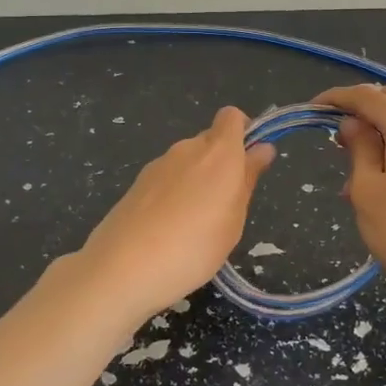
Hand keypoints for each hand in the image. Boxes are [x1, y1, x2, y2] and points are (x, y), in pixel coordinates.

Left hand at [69, 106, 274, 319]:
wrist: (123, 268)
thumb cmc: (194, 247)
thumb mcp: (234, 218)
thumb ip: (247, 178)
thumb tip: (262, 147)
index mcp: (218, 152)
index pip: (232, 117)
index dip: (244, 132)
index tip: (250, 162)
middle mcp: (187, 148)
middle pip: (210, 140)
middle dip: (222, 163)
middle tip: (226, 205)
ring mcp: (158, 164)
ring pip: (187, 161)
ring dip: (197, 180)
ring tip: (197, 225)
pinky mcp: (137, 183)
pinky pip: (167, 178)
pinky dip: (174, 193)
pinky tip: (170, 229)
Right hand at [316, 82, 385, 309]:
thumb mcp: (367, 187)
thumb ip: (358, 147)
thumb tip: (352, 123)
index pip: (368, 96)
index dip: (337, 97)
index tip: (312, 109)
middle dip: (364, 105)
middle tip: (338, 132)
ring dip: (382, 124)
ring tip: (356, 160)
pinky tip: (381, 173)